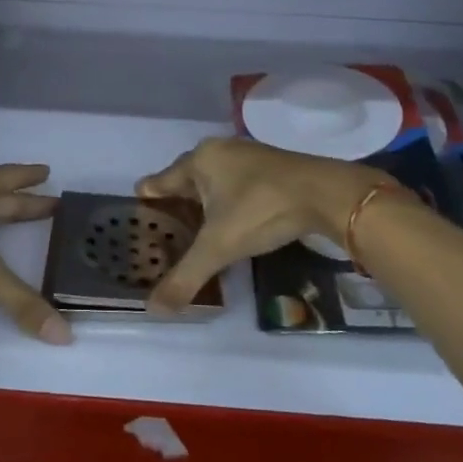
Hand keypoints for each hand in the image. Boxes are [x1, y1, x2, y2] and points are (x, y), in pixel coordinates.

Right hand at [135, 139, 388, 315]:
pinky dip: (226, 204)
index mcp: (198, 160)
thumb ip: (185, 276)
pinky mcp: (269, 167)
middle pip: (184, 180)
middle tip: (164, 240)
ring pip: (212, 183)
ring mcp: (246, 156)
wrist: (325, 193)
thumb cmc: (262, 210)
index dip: (146, 206)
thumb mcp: (219, 246)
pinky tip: (231, 225)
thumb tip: (152, 310)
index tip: (137, 228)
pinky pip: (234, 185)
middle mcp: (218, 151)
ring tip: (195, 236)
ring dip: (203, 206)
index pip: (158, 182)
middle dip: (174, 208)